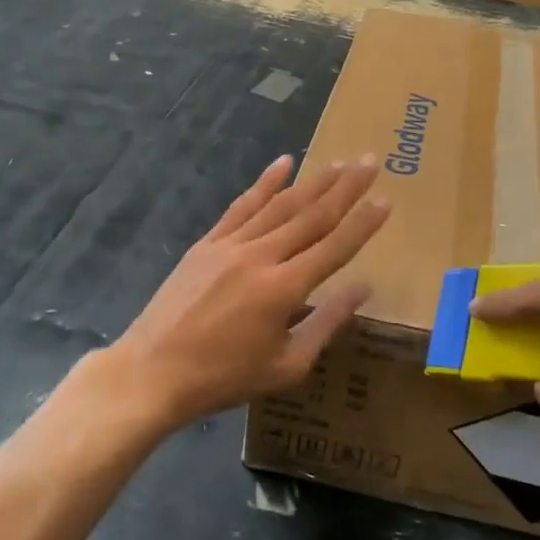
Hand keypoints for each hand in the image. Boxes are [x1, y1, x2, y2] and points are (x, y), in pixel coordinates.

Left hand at [91, 155, 389, 431]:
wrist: (153, 371)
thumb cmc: (224, 377)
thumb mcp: (286, 366)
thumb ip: (326, 322)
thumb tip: (363, 287)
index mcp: (284, 288)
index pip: (334, 247)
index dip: (363, 223)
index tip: (386, 200)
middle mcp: (261, 256)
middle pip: (311, 215)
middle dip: (345, 188)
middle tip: (371, 162)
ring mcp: (231, 244)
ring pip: (280, 205)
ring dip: (313, 181)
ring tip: (339, 162)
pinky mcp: (208, 243)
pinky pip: (241, 206)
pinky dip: (264, 183)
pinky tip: (283, 163)